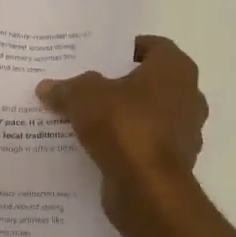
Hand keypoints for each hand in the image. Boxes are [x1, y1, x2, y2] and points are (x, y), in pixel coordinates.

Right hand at [36, 36, 207, 226]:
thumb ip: (67, 88)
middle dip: (121, 84)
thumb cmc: (124, 125)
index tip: (100, 56)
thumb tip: (47, 87)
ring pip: (148, 115)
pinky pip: (145, 145)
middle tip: (88, 85)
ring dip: (124, 116)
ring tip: (86, 118)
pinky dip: (126, 145)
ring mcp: (185, 133)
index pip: (154, 46)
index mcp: (175, 70)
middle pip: (150, 82)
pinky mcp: (174, 164)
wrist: (147, 190)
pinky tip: (96, 147)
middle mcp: (188, 97)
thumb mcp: (83, 96)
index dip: (127, 48)